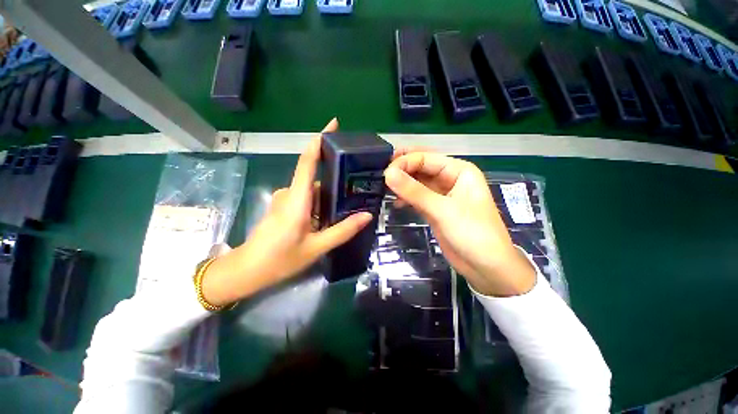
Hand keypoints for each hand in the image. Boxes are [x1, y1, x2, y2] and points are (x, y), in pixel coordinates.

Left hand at [201, 119, 372, 305]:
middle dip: (335, 178)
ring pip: (312, 190)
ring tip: (349, 203)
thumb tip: (367, 215)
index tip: (334, 124)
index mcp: (297, 198)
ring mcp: (286, 198)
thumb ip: (342, 230)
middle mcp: (290, 192)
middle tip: (358, 184)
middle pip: (315, 176)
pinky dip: (320, 202)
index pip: (308, 160)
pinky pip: (307, 198)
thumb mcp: (316, 247)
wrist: (248, 270)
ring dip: (329, 194)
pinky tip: (332, 214)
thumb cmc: (280, 259)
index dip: (319, 139)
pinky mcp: (284, 206)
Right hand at [384, 152, 535, 296]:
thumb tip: (388, 174)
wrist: (486, 268)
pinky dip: (406, 198)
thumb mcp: (443, 210)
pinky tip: (395, 202)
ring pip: (417, 183)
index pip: (426, 158)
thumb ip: (414, 191)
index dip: (405, 162)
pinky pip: (417, 197)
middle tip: (380, 174)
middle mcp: (450, 178)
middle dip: (402, 169)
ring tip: (384, 188)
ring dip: (402, 184)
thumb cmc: (473, 234)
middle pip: (421, 167)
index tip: (385, 173)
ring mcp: (441, 195)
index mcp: (459, 170)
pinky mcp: (435, 209)